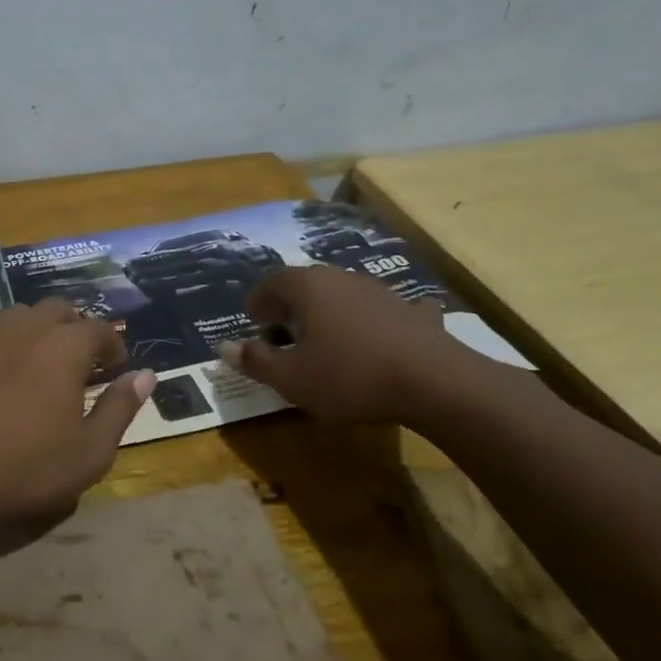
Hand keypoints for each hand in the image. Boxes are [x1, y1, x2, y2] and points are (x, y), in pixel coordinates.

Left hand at [0, 299, 154, 562]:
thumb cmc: (28, 466)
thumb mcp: (91, 450)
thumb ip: (120, 407)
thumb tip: (146, 375)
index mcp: (64, 346)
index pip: (99, 329)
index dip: (113, 344)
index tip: (116, 366)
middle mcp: (26, 328)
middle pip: (58, 310)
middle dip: (76, 328)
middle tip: (82, 361)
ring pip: (20, 315)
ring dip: (39, 329)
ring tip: (43, 360)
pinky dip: (4, 343)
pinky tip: (1, 370)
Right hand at [219, 265, 465, 424]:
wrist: (435, 382)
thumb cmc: (350, 376)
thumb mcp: (291, 378)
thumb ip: (255, 361)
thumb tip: (225, 347)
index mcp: (308, 287)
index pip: (272, 282)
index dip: (259, 301)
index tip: (254, 321)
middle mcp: (342, 278)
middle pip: (308, 283)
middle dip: (291, 304)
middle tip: (283, 329)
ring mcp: (381, 291)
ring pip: (344, 294)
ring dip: (330, 311)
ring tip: (326, 339)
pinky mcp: (413, 311)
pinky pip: (386, 310)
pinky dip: (376, 320)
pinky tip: (381, 336)